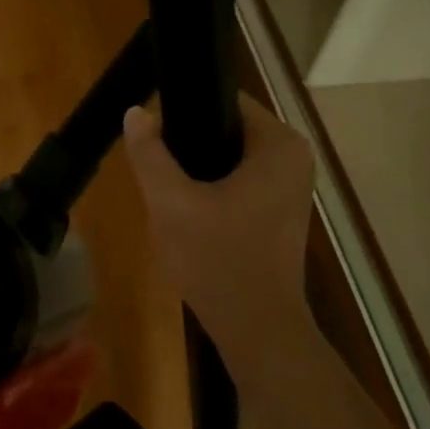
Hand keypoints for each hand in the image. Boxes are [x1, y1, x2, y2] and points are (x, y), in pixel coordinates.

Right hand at [123, 95, 316, 352]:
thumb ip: (149, 153)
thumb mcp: (170, 203)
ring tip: (167, 196)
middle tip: (156, 174)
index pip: (224, 100)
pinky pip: (237, 184)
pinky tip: (187, 215)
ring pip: (228, 160)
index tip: (152, 137)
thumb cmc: (217, 260)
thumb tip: (136, 112)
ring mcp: (290, 187)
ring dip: (196, 173)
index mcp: (279, 144)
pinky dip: (211, 192)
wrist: (255, 329)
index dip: (182, 112)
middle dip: (187, 148)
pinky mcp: (279, 212)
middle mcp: (293, 158)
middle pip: (225, 130)